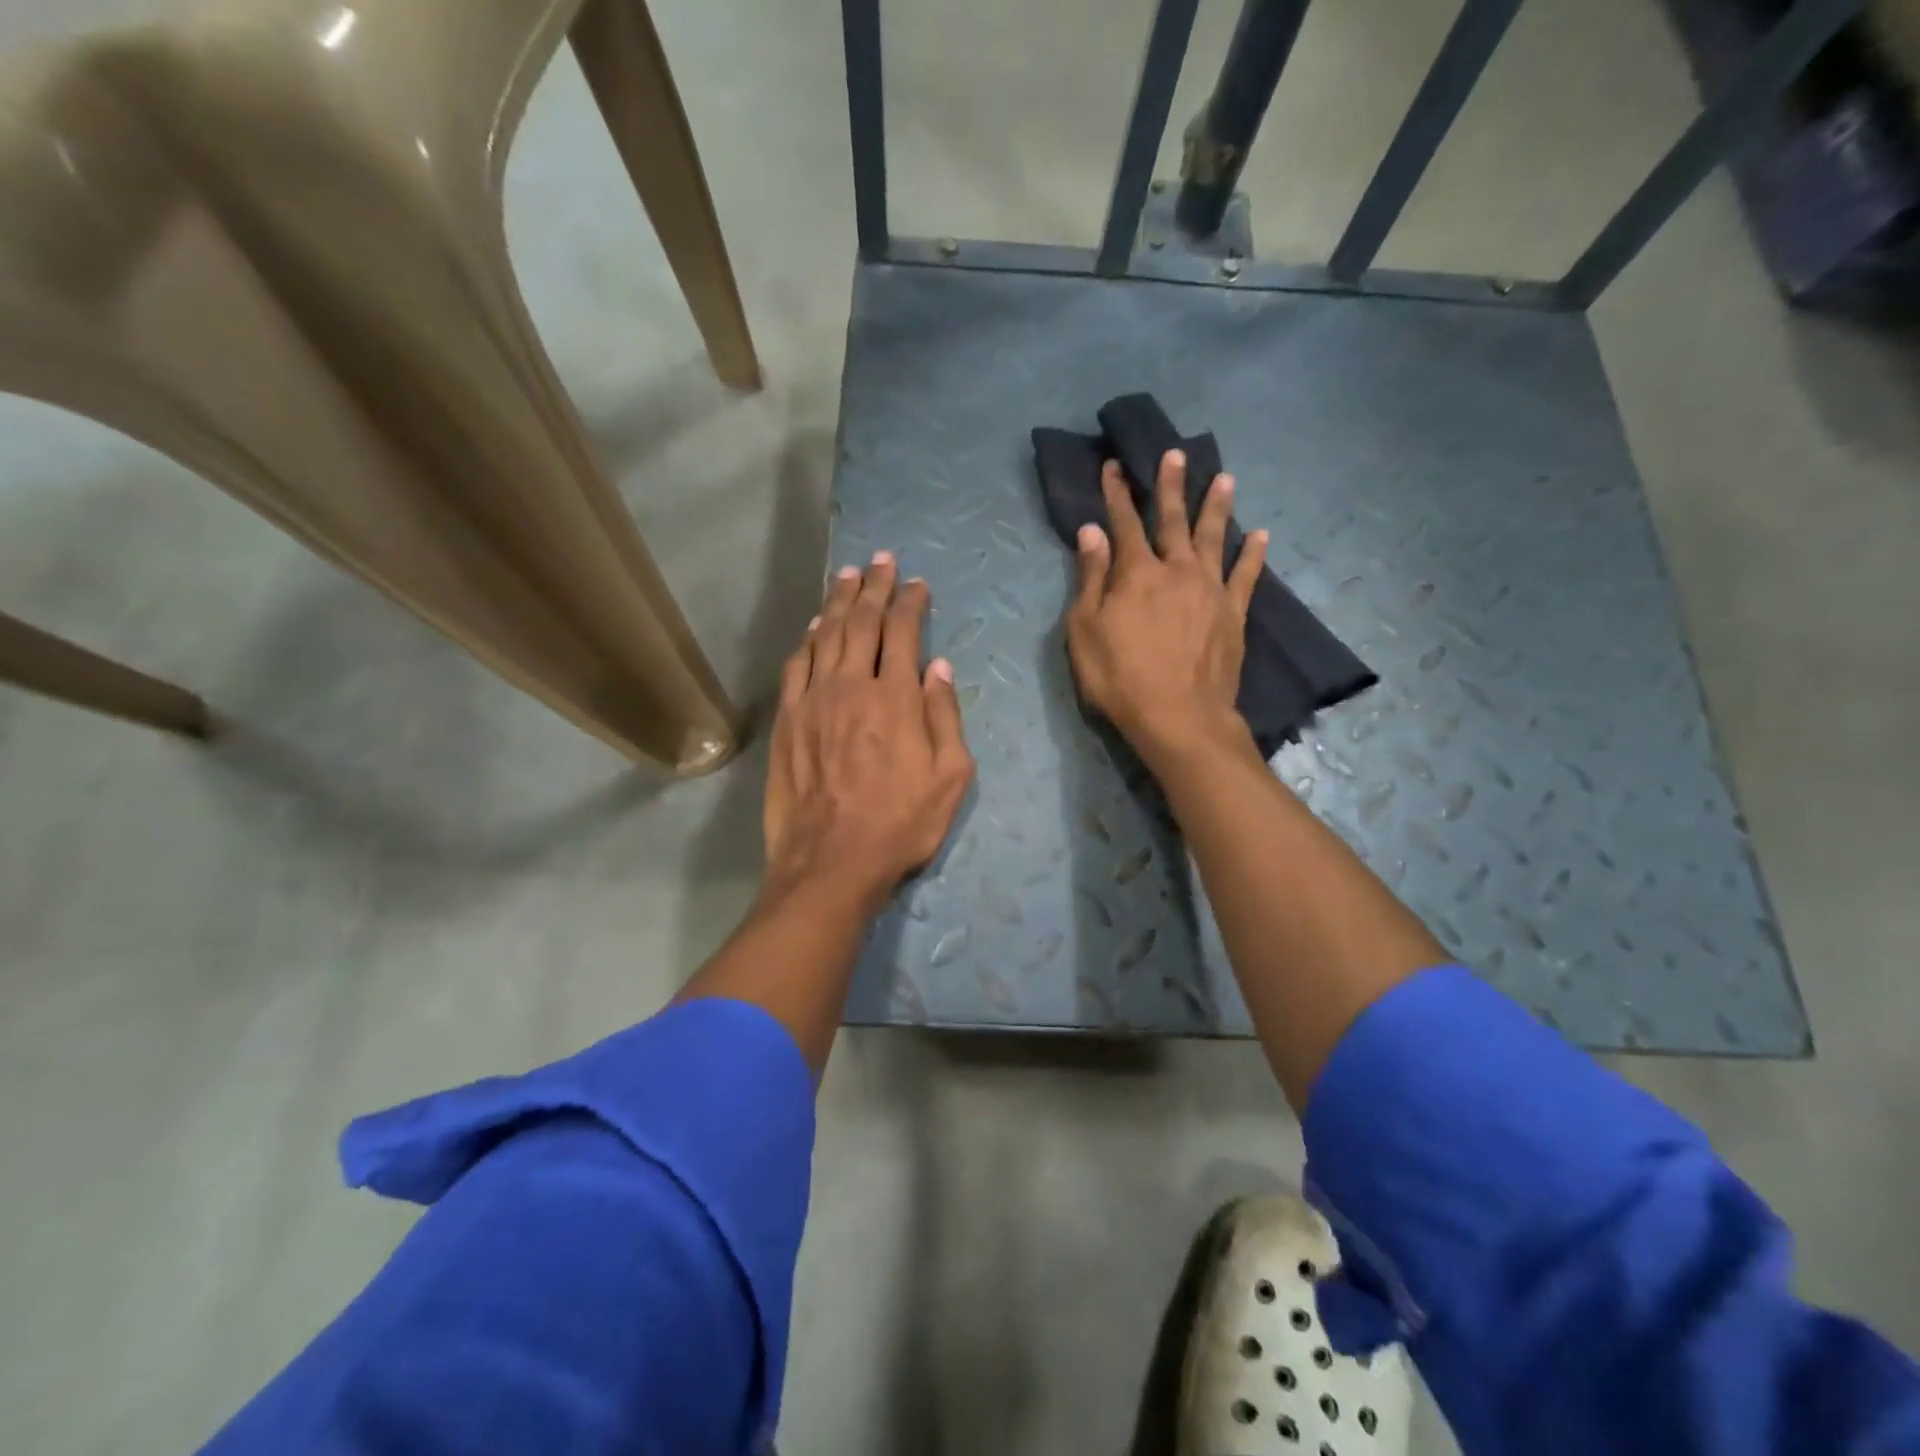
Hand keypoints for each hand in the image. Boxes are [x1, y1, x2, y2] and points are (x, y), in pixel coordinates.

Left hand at [764, 552, 974, 910]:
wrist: (831, 862)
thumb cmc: (900, 824)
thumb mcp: (950, 778)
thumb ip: (946, 716)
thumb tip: (939, 667)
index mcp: (896, 698)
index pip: (903, 632)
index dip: (910, 602)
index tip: (916, 583)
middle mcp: (852, 686)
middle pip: (861, 622)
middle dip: (873, 586)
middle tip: (880, 560)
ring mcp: (813, 700)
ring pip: (825, 635)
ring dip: (838, 601)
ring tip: (847, 575)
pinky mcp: (787, 720)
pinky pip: (796, 666)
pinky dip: (806, 640)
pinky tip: (812, 627)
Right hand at [1065, 449, 1267, 765]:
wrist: (1179, 718)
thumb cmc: (1120, 678)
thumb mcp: (1085, 631)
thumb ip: (1091, 579)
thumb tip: (1091, 532)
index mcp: (1136, 573)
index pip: (1124, 523)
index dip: (1117, 493)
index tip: (1115, 465)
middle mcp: (1177, 570)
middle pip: (1173, 520)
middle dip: (1171, 486)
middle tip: (1176, 454)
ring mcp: (1210, 590)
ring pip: (1214, 538)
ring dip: (1217, 506)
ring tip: (1224, 478)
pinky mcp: (1233, 614)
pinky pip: (1246, 576)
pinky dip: (1253, 554)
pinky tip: (1261, 535)